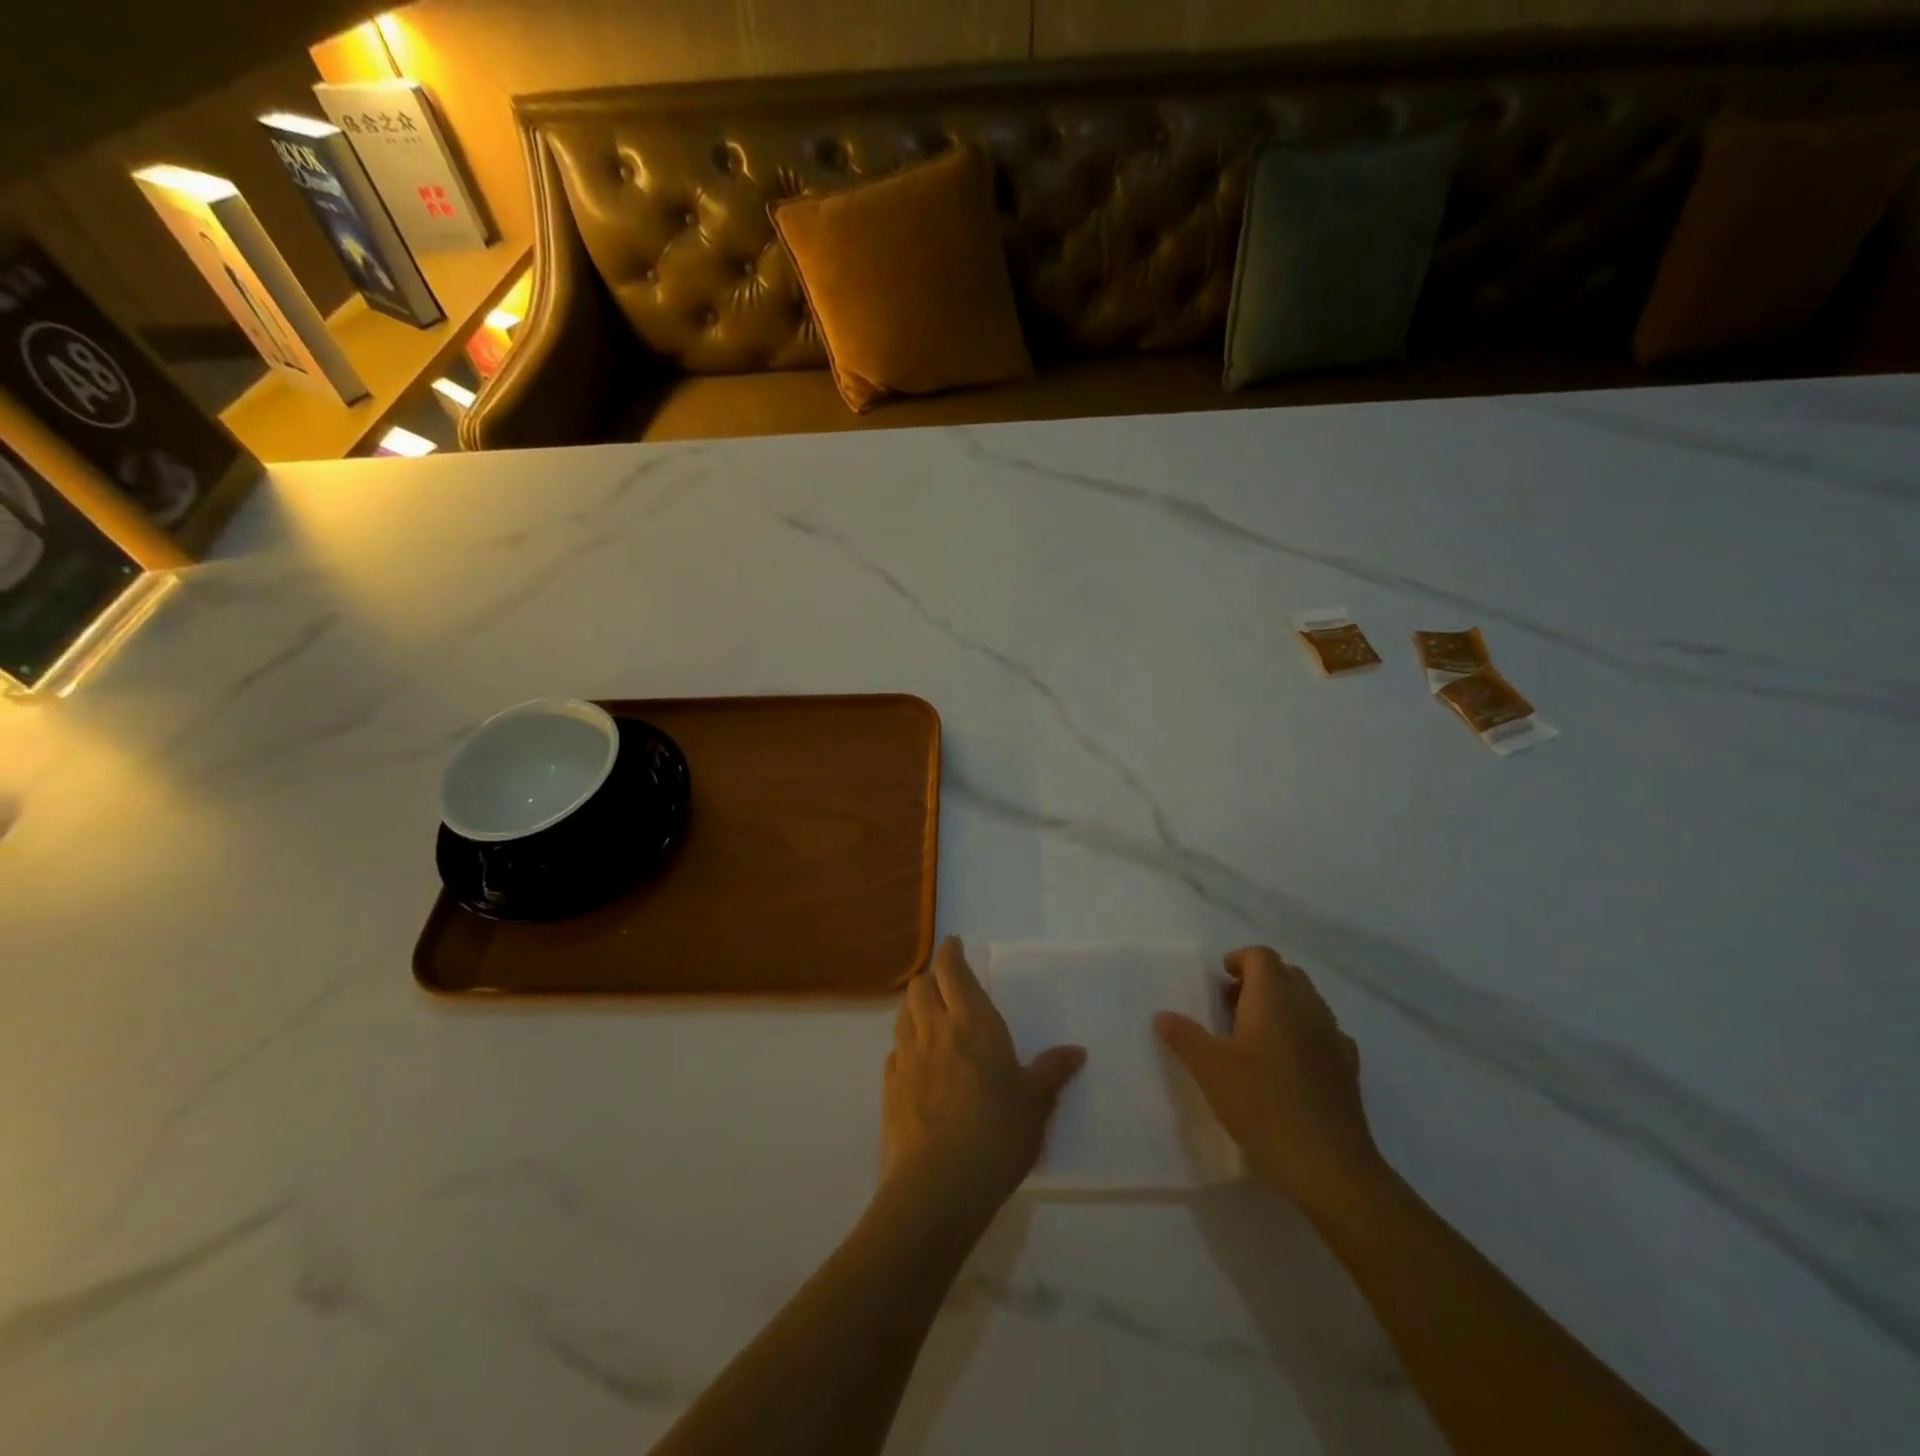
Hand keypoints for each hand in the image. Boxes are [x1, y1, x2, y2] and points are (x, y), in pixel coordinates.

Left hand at [882, 938, 1084, 1224]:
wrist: (938, 1186)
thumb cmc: (997, 1134)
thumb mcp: (1036, 1104)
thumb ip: (1052, 1072)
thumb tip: (1077, 1051)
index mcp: (973, 1023)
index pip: (952, 970)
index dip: (951, 953)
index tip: (954, 945)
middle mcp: (935, 1030)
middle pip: (920, 986)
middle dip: (931, 978)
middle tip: (945, 985)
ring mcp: (907, 1058)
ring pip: (903, 1014)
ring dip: (915, 1007)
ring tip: (929, 1017)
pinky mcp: (889, 1088)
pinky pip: (894, 1052)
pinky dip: (904, 1046)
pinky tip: (916, 1063)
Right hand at [1154, 946, 1381, 1211]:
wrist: (1327, 1164)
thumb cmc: (1261, 1104)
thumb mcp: (1209, 1069)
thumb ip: (1184, 1036)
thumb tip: (1162, 1015)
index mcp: (1274, 997)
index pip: (1260, 956)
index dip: (1238, 960)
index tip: (1219, 980)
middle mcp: (1308, 1007)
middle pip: (1286, 974)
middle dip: (1258, 982)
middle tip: (1230, 1006)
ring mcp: (1334, 1037)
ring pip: (1307, 1003)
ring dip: (1281, 1007)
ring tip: (1254, 1037)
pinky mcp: (1349, 1068)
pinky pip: (1324, 1034)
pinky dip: (1304, 1035)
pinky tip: (1288, 1065)